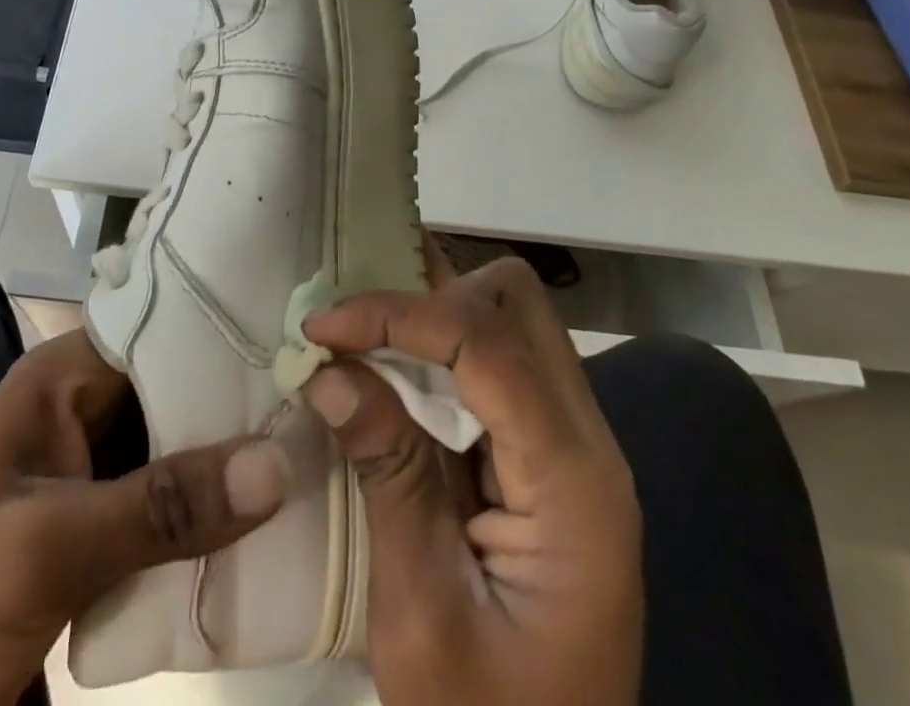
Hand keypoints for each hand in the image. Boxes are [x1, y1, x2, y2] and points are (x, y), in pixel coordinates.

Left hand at [0, 329, 289, 705]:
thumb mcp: (39, 550)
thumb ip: (162, 503)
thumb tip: (282, 456)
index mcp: (56, 383)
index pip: (161, 329)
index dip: (230, 330)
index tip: (309, 338)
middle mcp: (74, 422)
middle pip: (175, 399)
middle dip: (244, 410)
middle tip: (335, 412)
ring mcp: (79, 494)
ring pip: (172, 467)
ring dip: (232, 477)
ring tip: (326, 465)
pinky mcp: (82, 560)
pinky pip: (158, 531)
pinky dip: (204, 537)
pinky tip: (270, 542)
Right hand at [302, 252, 641, 705]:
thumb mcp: (422, 617)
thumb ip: (389, 476)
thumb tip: (331, 371)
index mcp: (574, 484)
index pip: (489, 344)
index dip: (399, 314)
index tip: (322, 327)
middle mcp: (587, 441)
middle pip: (518, 302)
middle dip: (431, 292)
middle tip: (354, 328)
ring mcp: (571, 444)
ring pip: (509, 317)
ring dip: (433, 310)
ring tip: (361, 330)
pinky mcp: (546, 454)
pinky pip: (496, 359)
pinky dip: (439, 344)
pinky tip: (390, 361)